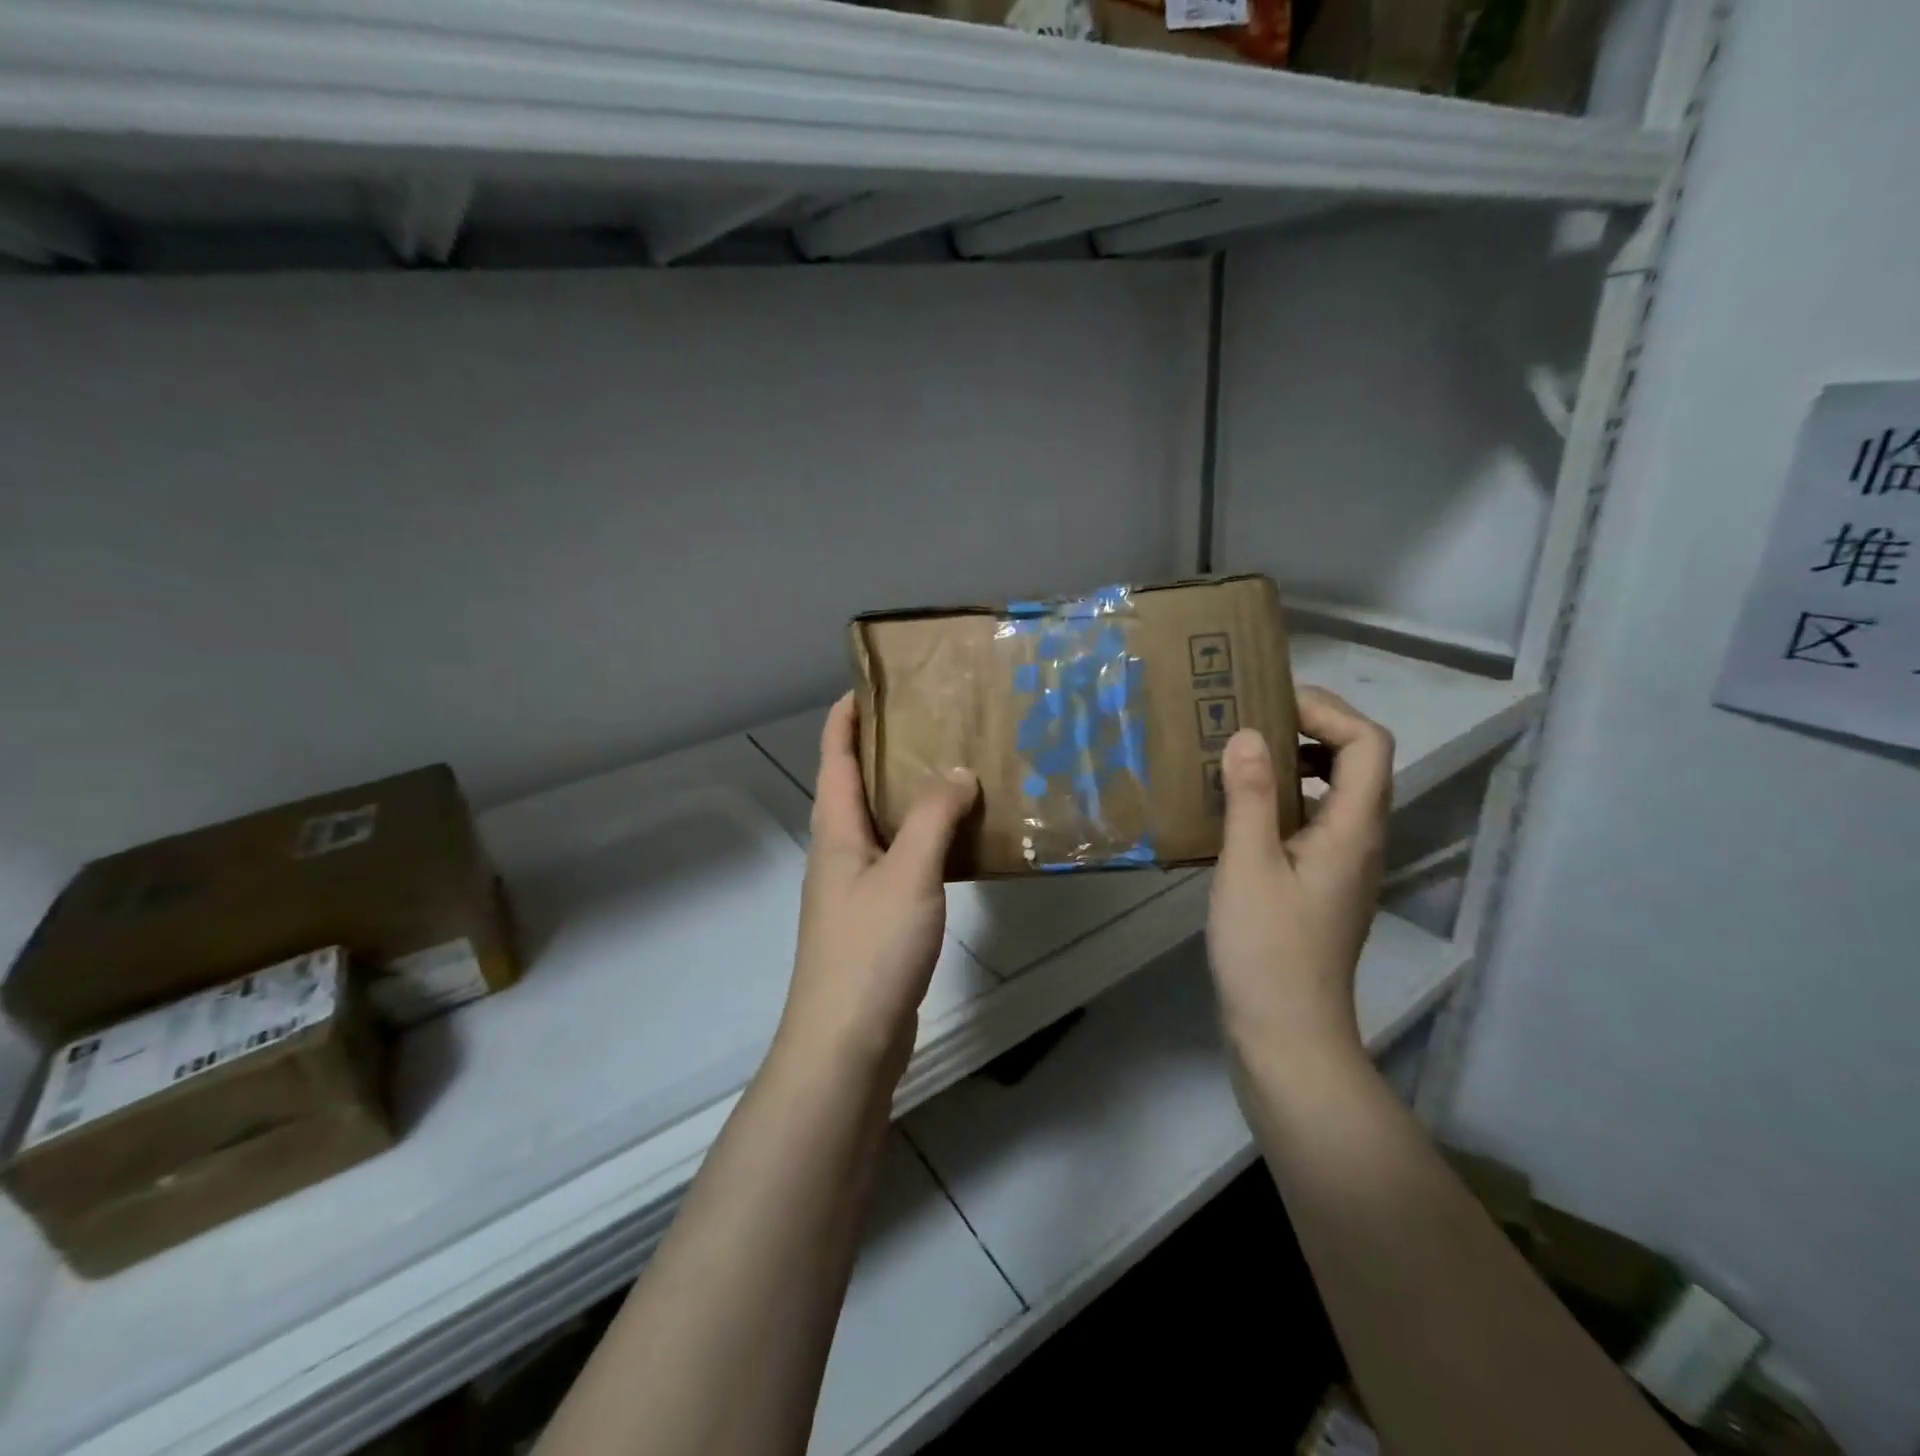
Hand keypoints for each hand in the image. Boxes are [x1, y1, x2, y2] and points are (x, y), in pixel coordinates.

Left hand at [778, 694, 978, 1076]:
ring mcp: (854, 887)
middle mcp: (838, 851)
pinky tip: (958, 842)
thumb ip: (933, 818)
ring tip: (954, 772)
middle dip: (886, 750)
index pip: (835, 756)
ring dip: (910, 796)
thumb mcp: (908, 873)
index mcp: (835, 830)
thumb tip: (958, 772)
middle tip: (933, 722)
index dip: (847, 716)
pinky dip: (924, 840)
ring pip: (881, 825)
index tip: (873, 683)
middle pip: (856, 786)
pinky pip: (900, 861)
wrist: (846, 1040)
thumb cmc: (871, 947)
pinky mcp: (875, 917)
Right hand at [1206, 687, 1393, 1070]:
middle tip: (1250, 722)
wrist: (1285, 1031)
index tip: (1270, 705)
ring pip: (1335, 791)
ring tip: (1241, 756)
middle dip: (1311, 728)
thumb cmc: (1267, 949)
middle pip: (1359, 762)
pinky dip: (1284, 797)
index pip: (1368, 744)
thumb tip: (1249, 734)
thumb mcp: (1248, 866)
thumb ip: (1250, 796)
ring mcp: (1342, 864)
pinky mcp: (1321, 882)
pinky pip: (1313, 819)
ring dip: (1296, 762)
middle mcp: (1360, 840)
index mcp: (1353, 830)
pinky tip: (1238, 809)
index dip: (1327, 712)